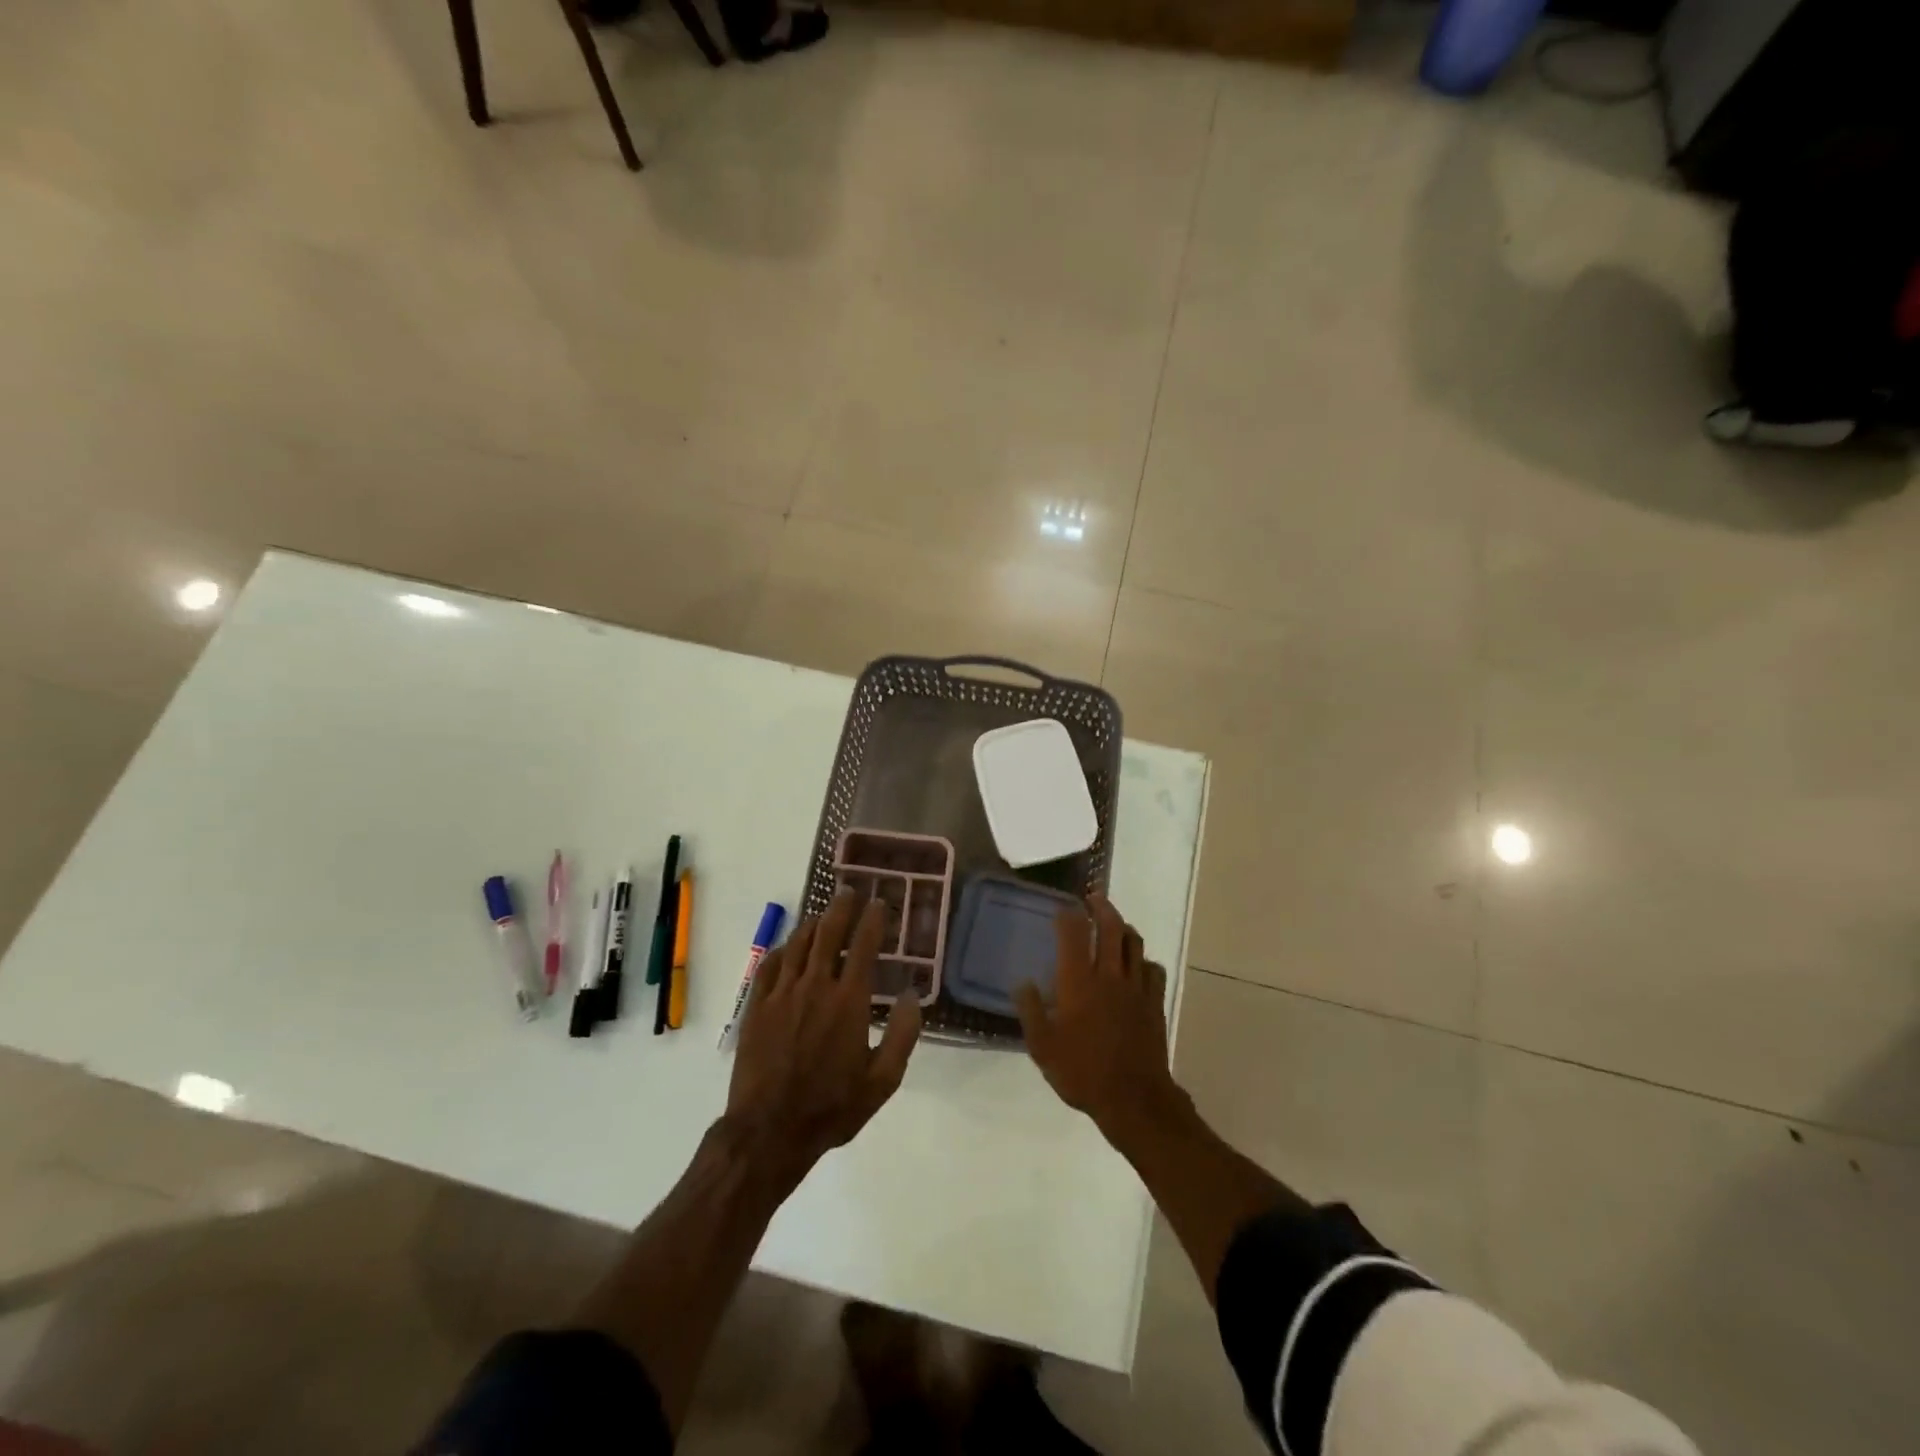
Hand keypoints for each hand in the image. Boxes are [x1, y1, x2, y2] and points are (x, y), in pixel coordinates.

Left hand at [726, 888, 922, 1182]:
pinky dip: (784, 948)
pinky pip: (770, 964)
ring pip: (799, 943)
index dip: (873, 920)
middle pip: (829, 932)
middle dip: (841, 907)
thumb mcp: (883, 1081)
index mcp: (849, 1001)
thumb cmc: (832, 1107)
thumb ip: (903, 1035)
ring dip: (814, 923)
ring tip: (823, 915)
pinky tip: (790, 947)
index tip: (879, 904)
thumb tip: (913, 995)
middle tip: (848, 891)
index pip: (864, 946)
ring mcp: (782, 994)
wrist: (769, 1131)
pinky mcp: (756, 1006)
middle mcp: (815, 986)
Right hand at [1016, 895, 1181, 1136]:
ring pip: (1135, 943)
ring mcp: (1136, 988)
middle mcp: (1109, 975)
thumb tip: (1023, 983)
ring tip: (1115, 923)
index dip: (1068, 916)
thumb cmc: (1082, 1072)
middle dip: (1101, 907)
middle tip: (1093, 898)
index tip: (1062, 909)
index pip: (1074, 934)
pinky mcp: (1155, 1003)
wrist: (1134, 1099)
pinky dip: (1145, 960)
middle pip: (1111, 927)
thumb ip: (1031, 1011)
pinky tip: (1139, 965)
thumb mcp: (1043, 1047)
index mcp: (1078, 982)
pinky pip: (1154, 970)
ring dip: (1124, 927)